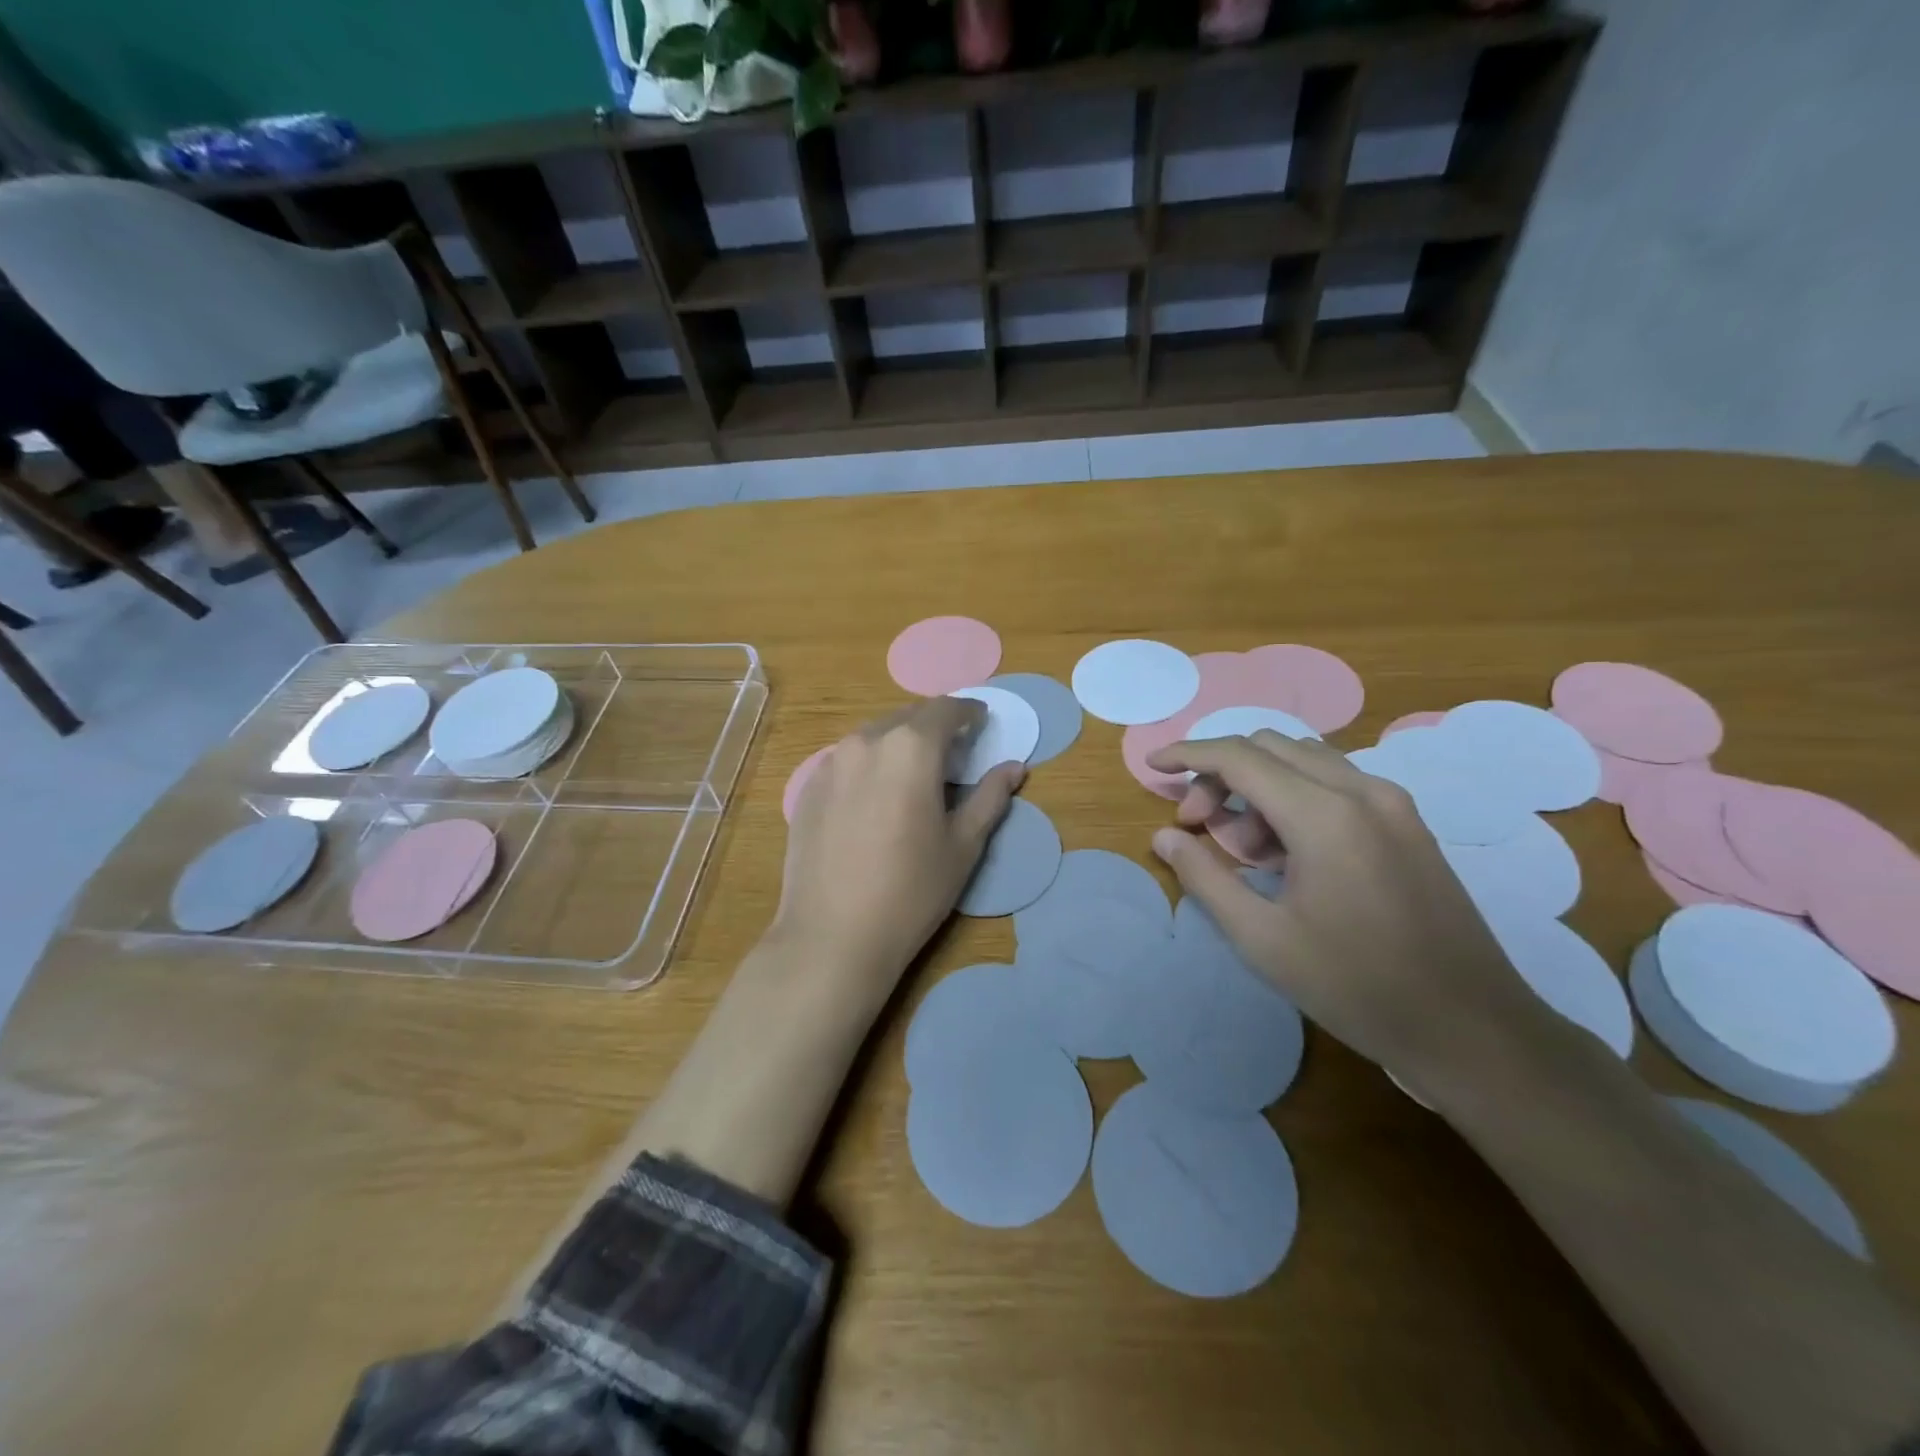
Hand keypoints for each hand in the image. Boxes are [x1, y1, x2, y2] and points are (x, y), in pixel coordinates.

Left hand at [775, 698, 1024, 989]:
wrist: (832, 936)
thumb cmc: (911, 891)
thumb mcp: (963, 845)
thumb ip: (990, 797)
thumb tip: (1015, 767)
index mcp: (910, 748)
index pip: (945, 710)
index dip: (968, 712)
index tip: (981, 722)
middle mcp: (866, 741)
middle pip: (907, 717)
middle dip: (934, 726)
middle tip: (953, 752)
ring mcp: (830, 763)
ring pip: (874, 736)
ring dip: (900, 742)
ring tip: (914, 773)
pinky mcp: (808, 788)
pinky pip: (847, 759)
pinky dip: (870, 763)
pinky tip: (876, 796)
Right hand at [1145, 731, 1556, 1086]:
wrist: (1471, 1028)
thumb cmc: (1355, 986)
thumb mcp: (1262, 939)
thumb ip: (1205, 877)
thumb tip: (1164, 837)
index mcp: (1323, 814)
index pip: (1238, 756)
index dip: (1188, 755)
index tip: (1153, 765)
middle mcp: (1362, 790)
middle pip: (1270, 747)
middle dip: (1220, 773)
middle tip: (1195, 823)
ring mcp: (1393, 804)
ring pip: (1304, 761)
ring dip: (1258, 785)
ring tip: (1242, 849)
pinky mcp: (1408, 823)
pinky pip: (1336, 784)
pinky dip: (1294, 797)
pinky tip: (1287, 853)